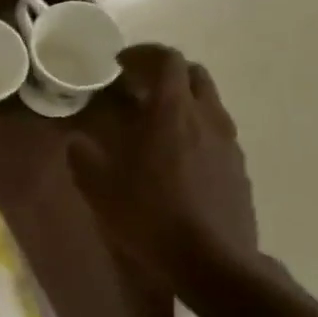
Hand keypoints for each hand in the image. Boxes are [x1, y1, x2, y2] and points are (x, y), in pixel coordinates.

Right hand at [68, 45, 259, 288]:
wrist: (210, 262)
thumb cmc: (149, 217)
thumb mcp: (99, 188)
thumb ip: (84, 156)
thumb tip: (78, 141)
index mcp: (171, 113)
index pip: (167, 60)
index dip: (143, 54)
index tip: (120, 64)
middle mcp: (206, 118)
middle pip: (194, 75)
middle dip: (165, 74)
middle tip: (137, 90)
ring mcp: (229, 143)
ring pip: (209, 103)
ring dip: (182, 102)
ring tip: (155, 125)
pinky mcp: (239, 168)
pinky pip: (217, 133)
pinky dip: (196, 130)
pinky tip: (177, 159)